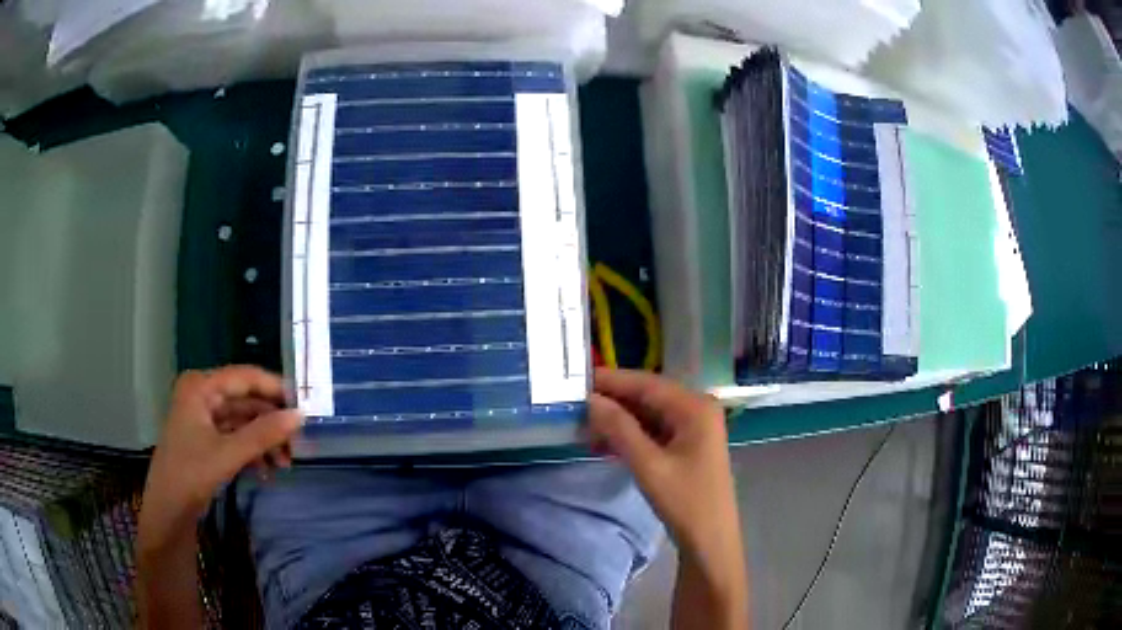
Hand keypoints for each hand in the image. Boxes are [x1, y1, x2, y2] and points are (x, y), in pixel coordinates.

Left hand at [138, 366, 302, 551]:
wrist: (167, 510)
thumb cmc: (191, 474)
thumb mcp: (229, 454)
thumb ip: (264, 433)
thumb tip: (300, 415)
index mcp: (201, 386)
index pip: (245, 377)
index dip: (275, 389)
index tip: (304, 407)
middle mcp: (202, 394)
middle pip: (246, 400)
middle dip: (271, 423)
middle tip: (296, 445)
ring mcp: (203, 416)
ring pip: (243, 420)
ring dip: (264, 441)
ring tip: (285, 465)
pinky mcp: (206, 438)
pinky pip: (236, 436)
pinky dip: (253, 451)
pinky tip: (267, 472)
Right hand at [587, 369, 743, 586]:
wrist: (710, 540)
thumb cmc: (685, 501)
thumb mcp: (649, 465)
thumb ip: (620, 429)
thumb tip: (591, 400)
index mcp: (695, 407)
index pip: (647, 384)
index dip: (612, 381)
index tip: (577, 380)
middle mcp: (697, 409)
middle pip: (648, 396)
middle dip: (613, 401)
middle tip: (575, 404)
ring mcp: (694, 427)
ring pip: (649, 414)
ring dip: (619, 420)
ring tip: (583, 425)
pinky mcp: (687, 445)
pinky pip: (654, 430)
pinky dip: (630, 435)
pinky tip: (604, 442)